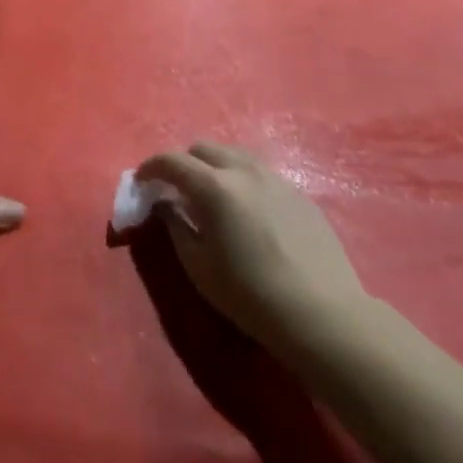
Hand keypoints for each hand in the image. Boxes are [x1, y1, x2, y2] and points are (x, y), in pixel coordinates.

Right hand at [137, 142, 368, 352]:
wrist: (321, 313)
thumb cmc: (249, 294)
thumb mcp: (198, 265)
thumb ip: (175, 225)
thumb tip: (165, 204)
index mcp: (214, 186)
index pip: (171, 161)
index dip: (150, 168)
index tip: (141, 183)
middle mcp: (244, 170)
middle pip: (203, 148)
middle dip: (183, 163)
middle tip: (175, 190)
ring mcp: (276, 178)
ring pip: (234, 155)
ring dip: (214, 167)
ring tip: (210, 196)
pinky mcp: (299, 193)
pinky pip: (260, 173)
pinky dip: (241, 180)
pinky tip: (246, 211)